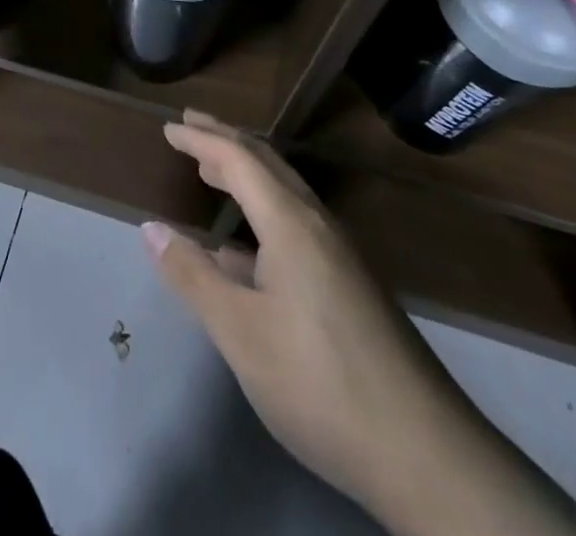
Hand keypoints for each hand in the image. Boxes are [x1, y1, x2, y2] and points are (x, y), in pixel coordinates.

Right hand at [144, 111, 575, 534]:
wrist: (424, 451)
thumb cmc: (319, 382)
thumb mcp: (241, 333)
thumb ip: (193, 277)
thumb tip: (151, 228)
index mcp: (290, 222)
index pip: (238, 159)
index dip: (201, 139)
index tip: (169, 126)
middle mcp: (317, 224)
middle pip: (267, 164)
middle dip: (226, 140)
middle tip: (191, 125)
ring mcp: (339, 255)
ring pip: (284, 193)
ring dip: (246, 174)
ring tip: (212, 171)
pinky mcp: (350, 285)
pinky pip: (295, 222)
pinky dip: (262, 211)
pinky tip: (243, 249)